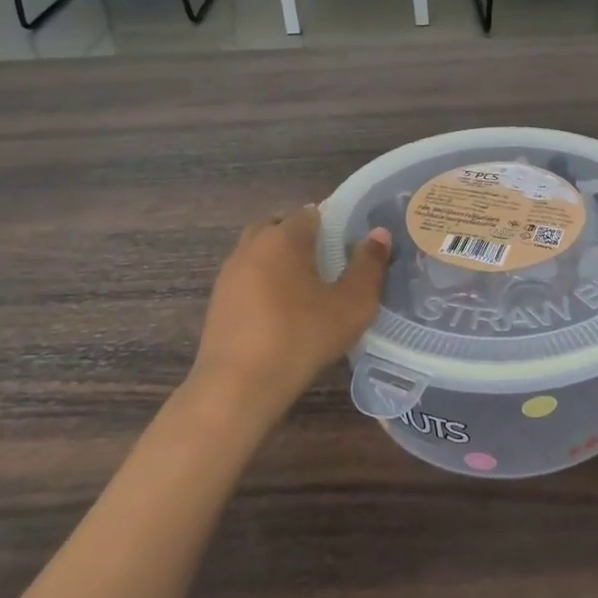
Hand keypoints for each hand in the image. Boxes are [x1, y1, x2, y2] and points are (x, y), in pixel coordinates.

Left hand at [188, 207, 390, 416]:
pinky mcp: (217, 301)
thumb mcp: (352, 304)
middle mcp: (252, 245)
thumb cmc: (302, 336)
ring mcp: (229, 273)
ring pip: (257, 250)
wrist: (239, 384)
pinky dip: (262, 283)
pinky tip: (278, 310)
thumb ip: (369, 266)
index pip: (310, 213)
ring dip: (277, 259)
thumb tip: (379, 233)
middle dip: (299, 235)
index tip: (347, 243)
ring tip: (302, 286)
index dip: (331, 223)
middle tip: (325, 260)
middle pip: (277, 225)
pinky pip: (245, 277)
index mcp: (285, 238)